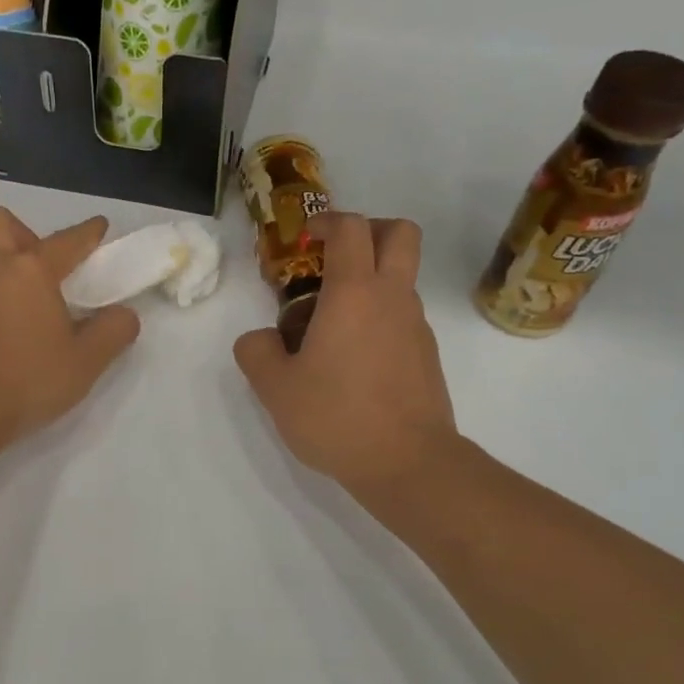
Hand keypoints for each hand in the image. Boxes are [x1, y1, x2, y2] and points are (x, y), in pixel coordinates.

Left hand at [0, 207, 139, 445]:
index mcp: (31, 271)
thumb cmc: (28, 381)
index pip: (66, 241)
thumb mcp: (86, 362)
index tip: (98, 227)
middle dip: (22, 233)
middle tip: (38, 266)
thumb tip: (125, 314)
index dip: (87, 232)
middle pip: (0, 221)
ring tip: (2, 279)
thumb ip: (113, 332)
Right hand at [234, 213, 462, 494]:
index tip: (306, 238)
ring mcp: (417, 326)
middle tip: (336, 257)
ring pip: (402, 278)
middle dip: (370, 229)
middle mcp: (393, 298)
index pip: (351, 228)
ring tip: (330, 325)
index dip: (327, 220)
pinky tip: (352, 360)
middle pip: (401, 233)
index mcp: (355, 293)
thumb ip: (256, 352)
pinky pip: (403, 316)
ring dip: (371, 280)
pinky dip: (379, 317)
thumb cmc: (336, 417)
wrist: (407, 463)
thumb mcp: (275, 388)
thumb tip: (260, 339)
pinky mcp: (427, 355)